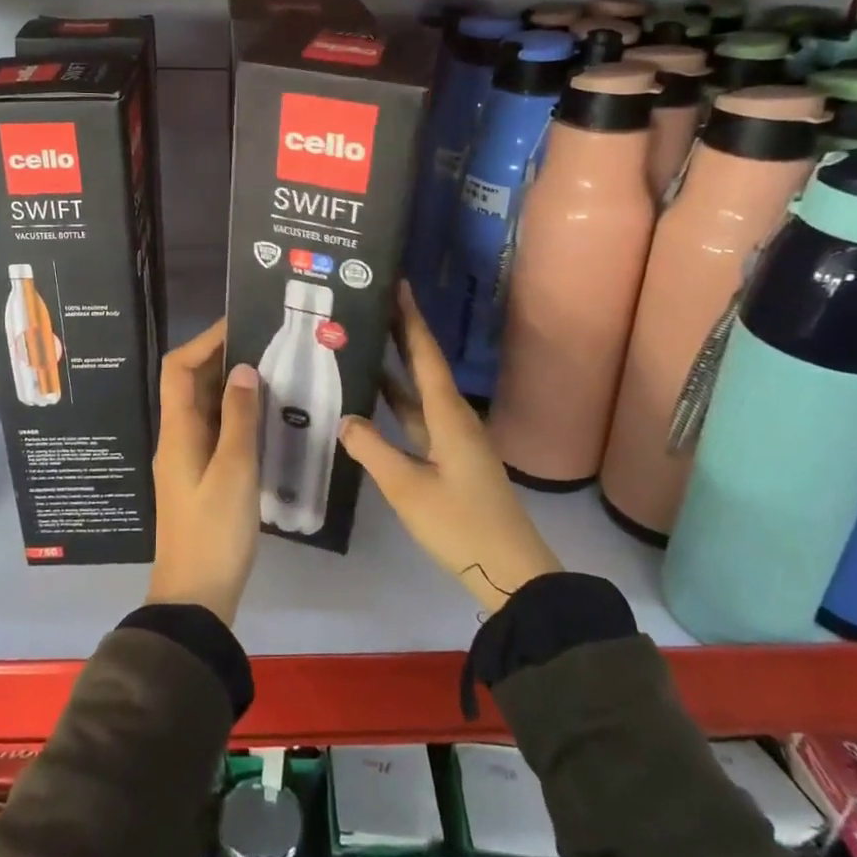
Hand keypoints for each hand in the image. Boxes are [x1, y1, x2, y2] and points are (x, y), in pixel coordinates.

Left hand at [146, 319, 260, 625]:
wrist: (196, 597)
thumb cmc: (214, 532)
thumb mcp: (234, 471)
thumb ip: (238, 417)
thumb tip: (243, 368)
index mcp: (177, 431)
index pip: (178, 369)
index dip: (204, 341)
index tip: (239, 324)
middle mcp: (177, 438)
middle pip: (190, 384)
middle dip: (222, 359)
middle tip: (265, 344)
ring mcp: (187, 459)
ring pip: (205, 408)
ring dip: (230, 387)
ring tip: (272, 371)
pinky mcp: (201, 477)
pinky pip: (215, 431)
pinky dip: (235, 415)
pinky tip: (265, 416)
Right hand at [339, 284, 562, 613]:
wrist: (510, 571)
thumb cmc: (460, 525)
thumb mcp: (408, 488)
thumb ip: (373, 450)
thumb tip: (345, 419)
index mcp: (448, 416)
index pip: (425, 356)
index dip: (411, 320)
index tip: (398, 285)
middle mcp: (453, 418)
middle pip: (423, 368)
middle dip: (401, 335)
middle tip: (371, 305)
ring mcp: (453, 440)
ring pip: (419, 394)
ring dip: (396, 370)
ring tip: (365, 345)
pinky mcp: (451, 459)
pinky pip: (419, 418)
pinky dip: (397, 404)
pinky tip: (374, 404)